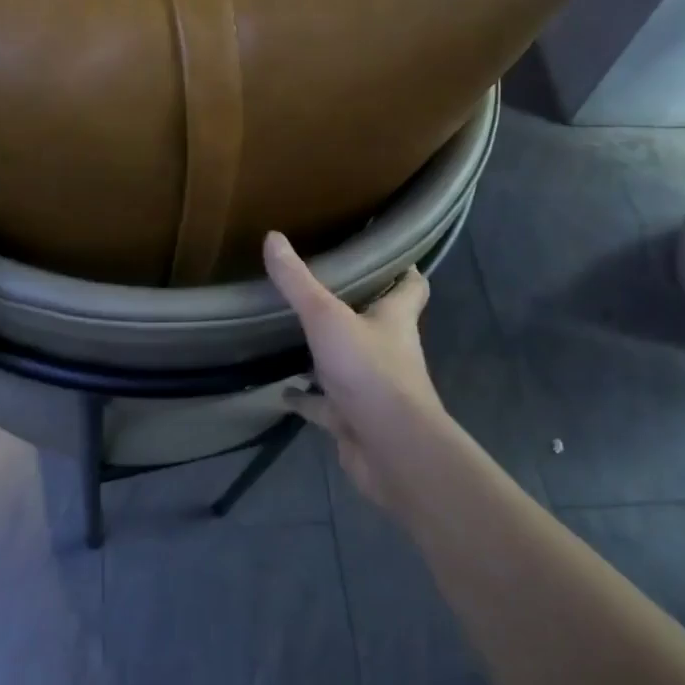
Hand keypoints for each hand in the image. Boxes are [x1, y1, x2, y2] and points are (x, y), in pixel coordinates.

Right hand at [263, 231, 450, 519]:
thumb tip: (273, 236)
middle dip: (355, 306)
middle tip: (322, 285)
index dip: (403, 269)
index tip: (385, 252)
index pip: (411, 286)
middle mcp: (389, 350)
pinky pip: (324, 404)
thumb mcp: (327, 318)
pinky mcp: (353, 419)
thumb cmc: (369, 372)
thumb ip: (299, 282)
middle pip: (377, 322)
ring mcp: (372, 387)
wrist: (390, 448)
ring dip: (325, 353)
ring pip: (347, 363)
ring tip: (292, 333)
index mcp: (395, 319)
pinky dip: (304, 398)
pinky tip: (281, 391)